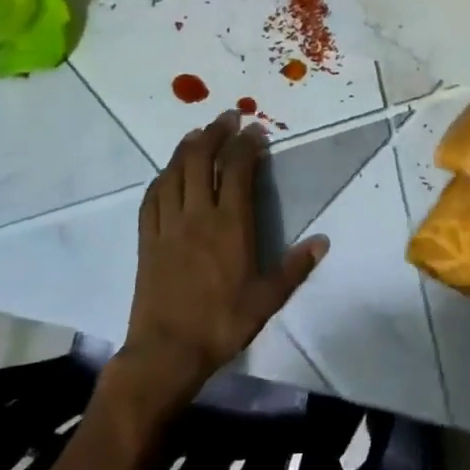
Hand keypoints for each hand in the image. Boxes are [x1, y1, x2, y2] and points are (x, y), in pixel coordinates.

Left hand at [120, 111, 328, 397]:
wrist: (167, 351)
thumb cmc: (222, 322)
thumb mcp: (268, 298)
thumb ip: (295, 267)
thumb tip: (322, 241)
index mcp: (230, 225)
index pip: (238, 170)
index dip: (247, 145)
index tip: (255, 130)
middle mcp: (197, 216)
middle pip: (201, 160)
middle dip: (215, 133)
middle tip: (227, 118)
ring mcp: (167, 226)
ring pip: (174, 173)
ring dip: (186, 148)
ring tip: (197, 133)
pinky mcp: (146, 240)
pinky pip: (152, 198)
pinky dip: (162, 177)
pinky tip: (167, 173)